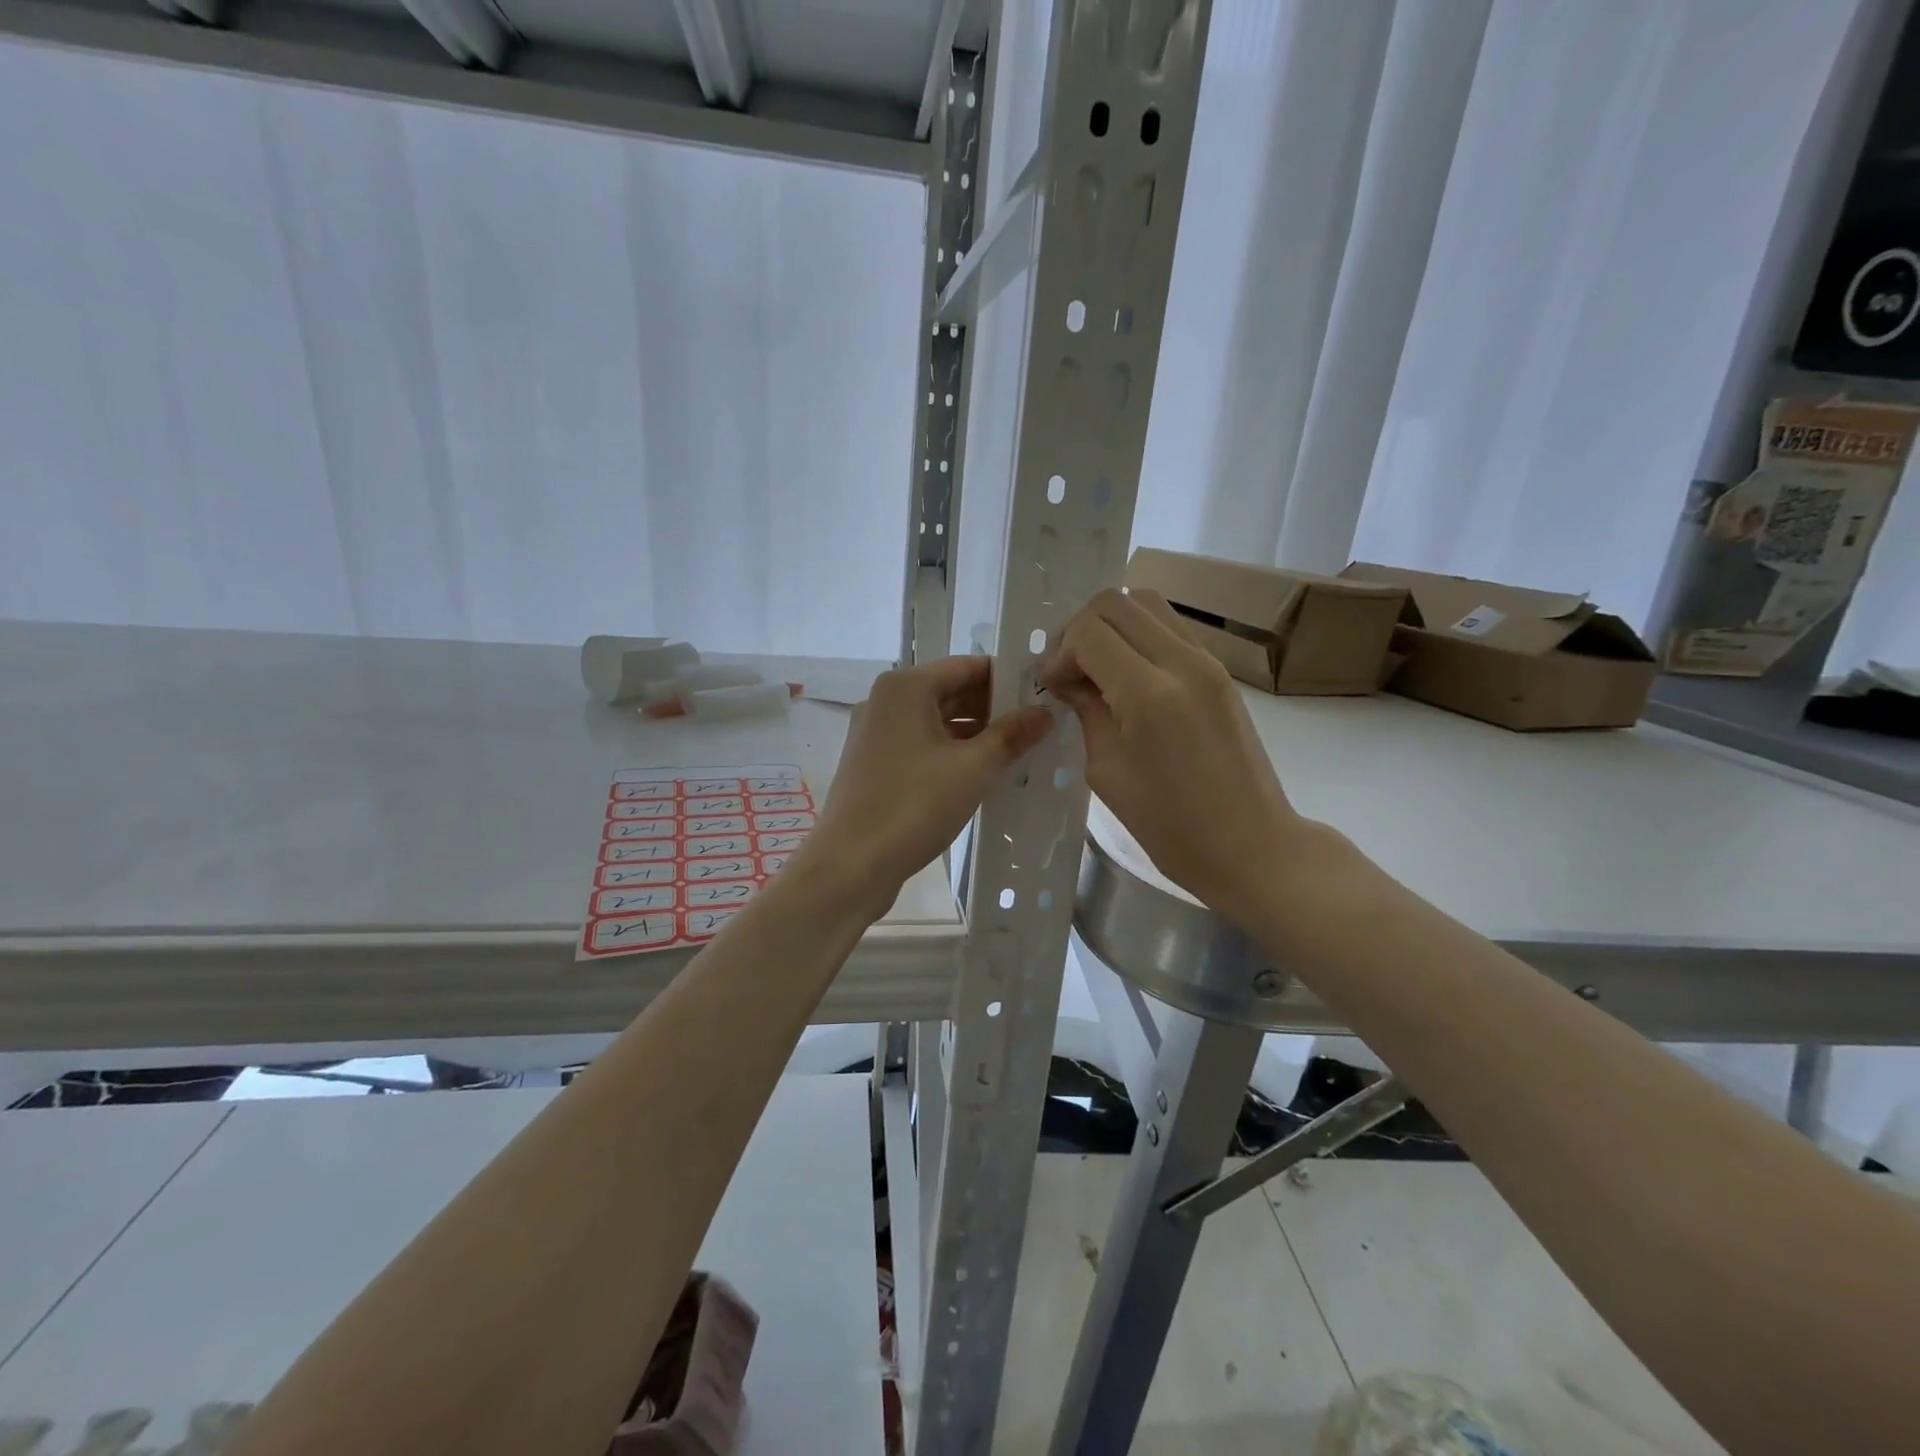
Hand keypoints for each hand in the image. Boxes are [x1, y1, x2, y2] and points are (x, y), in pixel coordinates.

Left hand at [806, 657, 1051, 917]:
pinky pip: (922, 745)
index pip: (967, 666)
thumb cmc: (913, 806)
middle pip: (951, 691)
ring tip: (1018, 752)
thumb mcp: (973, 768)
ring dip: (976, 734)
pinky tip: (982, 774)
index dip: (1008, 679)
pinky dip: (952, 753)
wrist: (850, 864)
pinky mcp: (874, 764)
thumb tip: (1045, 712)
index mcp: (906, 687)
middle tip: (1038, 728)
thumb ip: (1011, 735)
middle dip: (994, 709)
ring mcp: (876, 733)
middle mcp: (886, 701)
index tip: (1044, 696)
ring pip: (937, 721)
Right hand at [1040, 589, 1314, 921]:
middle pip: (1117, 601)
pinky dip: (1141, 638)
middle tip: (1073, 672)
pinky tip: (1130, 679)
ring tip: (1101, 671)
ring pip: (1148, 604)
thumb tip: (1067, 678)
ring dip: (1114, 627)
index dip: (1061, 652)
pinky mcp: (1221, 671)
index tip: (1055, 687)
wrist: (1250, 846)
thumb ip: (1086, 710)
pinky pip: (1172, 628)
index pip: (1089, 631)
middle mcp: (1182, 662)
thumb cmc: (1169, 825)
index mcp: (1148, 693)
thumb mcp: (1107, 770)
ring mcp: (1208, 662)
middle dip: (1082, 630)